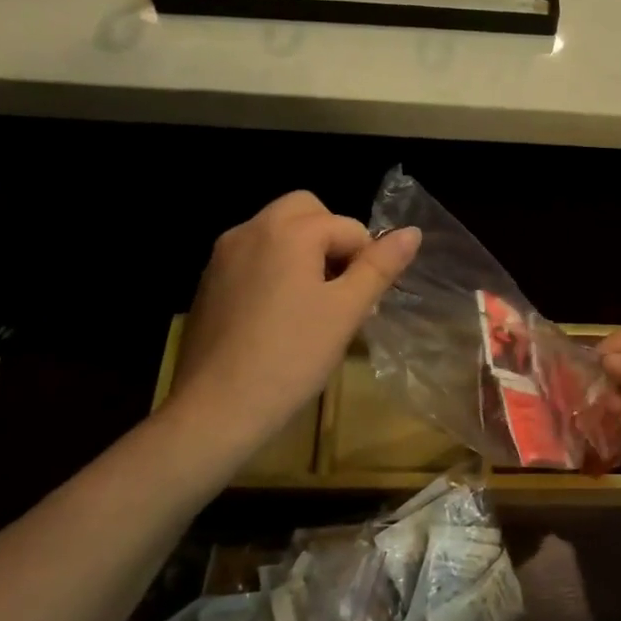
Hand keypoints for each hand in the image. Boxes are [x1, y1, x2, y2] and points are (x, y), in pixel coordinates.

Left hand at [166, 190, 420, 453]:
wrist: (216, 409)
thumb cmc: (292, 357)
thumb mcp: (346, 311)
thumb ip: (380, 266)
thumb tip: (412, 232)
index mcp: (288, 231)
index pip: (348, 227)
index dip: (366, 262)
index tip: (363, 304)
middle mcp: (250, 230)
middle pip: (305, 212)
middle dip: (331, 241)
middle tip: (340, 290)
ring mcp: (222, 256)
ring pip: (277, 234)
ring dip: (303, 255)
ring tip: (313, 308)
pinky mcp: (208, 283)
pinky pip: (253, 258)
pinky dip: (275, 271)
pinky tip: (278, 319)